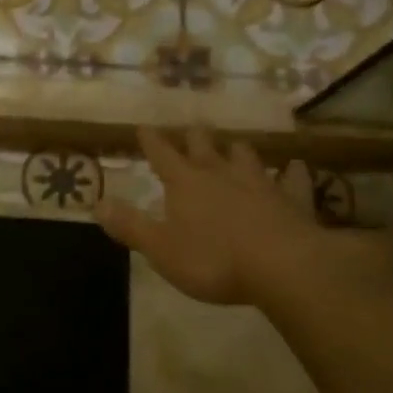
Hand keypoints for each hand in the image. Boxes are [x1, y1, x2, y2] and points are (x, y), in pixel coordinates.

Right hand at [94, 127, 392, 314]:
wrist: (283, 266)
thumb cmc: (213, 260)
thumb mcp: (160, 249)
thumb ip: (130, 226)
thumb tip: (97, 204)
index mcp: (185, 183)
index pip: (162, 154)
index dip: (151, 140)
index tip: (144, 127)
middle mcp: (220, 174)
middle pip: (203, 146)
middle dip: (194, 137)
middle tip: (191, 129)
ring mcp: (259, 183)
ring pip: (245, 155)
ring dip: (236, 150)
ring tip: (234, 146)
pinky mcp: (292, 199)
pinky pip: (293, 179)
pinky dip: (292, 173)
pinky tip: (296, 168)